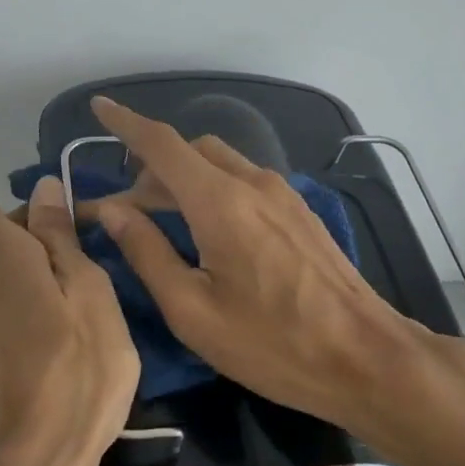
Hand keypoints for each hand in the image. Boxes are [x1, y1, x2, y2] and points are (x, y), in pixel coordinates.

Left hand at [0, 174, 140, 465]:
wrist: (39, 459)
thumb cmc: (79, 368)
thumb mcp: (89, 292)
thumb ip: (61, 238)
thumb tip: (44, 187)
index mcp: (3, 259)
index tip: (39, 200)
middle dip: (34, 232)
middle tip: (86, 247)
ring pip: (1, 274)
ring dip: (35, 270)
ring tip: (83, 289)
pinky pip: (2, 305)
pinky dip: (28, 300)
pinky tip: (63, 327)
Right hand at [88, 96, 432, 431]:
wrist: (366, 357)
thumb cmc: (272, 343)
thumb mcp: (192, 310)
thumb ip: (147, 253)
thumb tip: (113, 211)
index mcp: (220, 202)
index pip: (162, 144)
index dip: (126, 124)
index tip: (98, 108)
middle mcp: (253, 183)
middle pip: (191, 152)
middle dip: (152, 169)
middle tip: (126, 212)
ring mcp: (283, 195)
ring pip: (220, 164)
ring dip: (184, 179)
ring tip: (163, 222)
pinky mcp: (300, 212)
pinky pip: (245, 181)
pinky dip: (213, 188)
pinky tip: (208, 230)